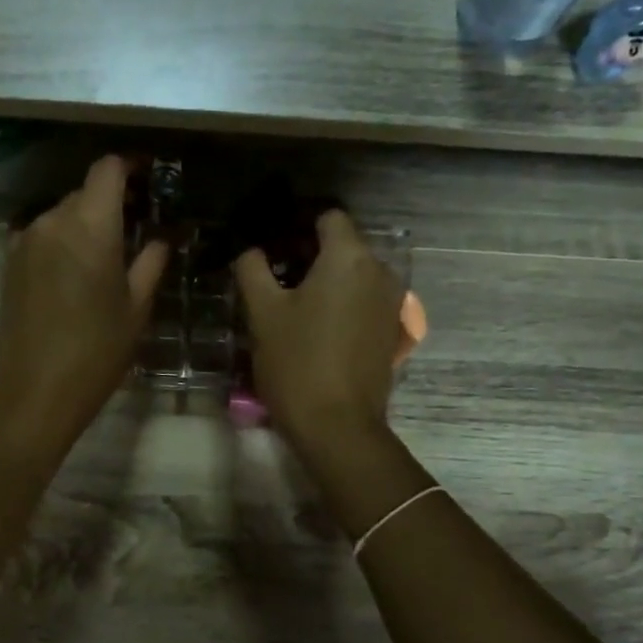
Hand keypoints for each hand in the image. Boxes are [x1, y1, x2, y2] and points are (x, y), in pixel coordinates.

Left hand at [0, 155, 167, 461]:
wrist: (35, 391)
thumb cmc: (97, 351)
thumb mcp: (137, 307)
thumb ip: (152, 260)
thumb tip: (165, 235)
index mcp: (89, 225)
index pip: (108, 169)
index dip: (132, 166)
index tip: (152, 178)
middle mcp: (51, 220)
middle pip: (85, 191)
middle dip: (113, 200)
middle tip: (140, 225)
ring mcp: (25, 239)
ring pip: (62, 213)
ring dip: (87, 222)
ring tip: (109, 253)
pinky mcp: (9, 261)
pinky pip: (43, 234)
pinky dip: (64, 240)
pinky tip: (78, 270)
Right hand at [234, 210, 403, 450]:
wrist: (337, 425)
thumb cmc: (297, 362)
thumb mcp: (262, 313)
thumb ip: (253, 270)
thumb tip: (251, 251)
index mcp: (349, 257)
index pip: (328, 217)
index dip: (298, 225)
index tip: (273, 246)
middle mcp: (379, 271)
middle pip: (343, 246)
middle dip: (310, 255)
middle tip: (274, 278)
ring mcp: (391, 303)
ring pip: (354, 276)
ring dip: (326, 282)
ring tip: (292, 306)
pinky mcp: (391, 332)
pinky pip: (363, 302)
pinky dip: (342, 305)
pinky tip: (316, 329)